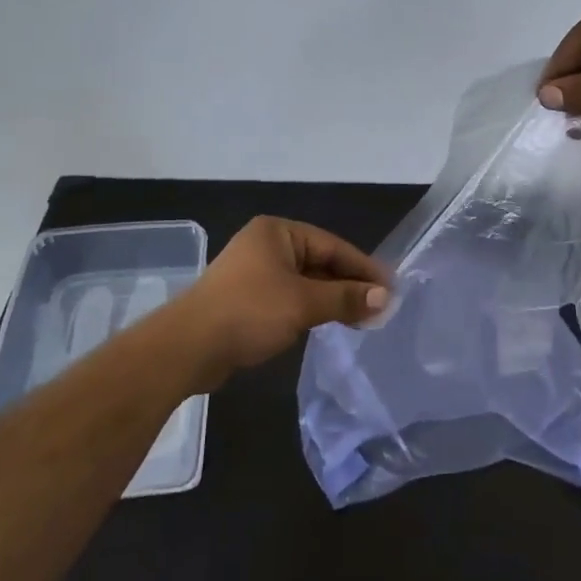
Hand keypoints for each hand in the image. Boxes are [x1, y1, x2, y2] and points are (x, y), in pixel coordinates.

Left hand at [179, 217, 390, 372]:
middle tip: (381, 308)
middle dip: (349, 285)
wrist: (188, 347)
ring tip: (362, 319)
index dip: (363, 268)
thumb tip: (385, 297)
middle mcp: (266, 245)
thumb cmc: (249, 312)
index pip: (332, 246)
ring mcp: (254, 273)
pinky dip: (310, 308)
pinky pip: (289, 298)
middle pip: (320, 262)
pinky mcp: (247, 299)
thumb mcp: (303, 302)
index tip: (391, 289)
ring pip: (305, 282)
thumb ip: (345, 297)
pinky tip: (328, 324)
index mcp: (278, 233)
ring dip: (331, 299)